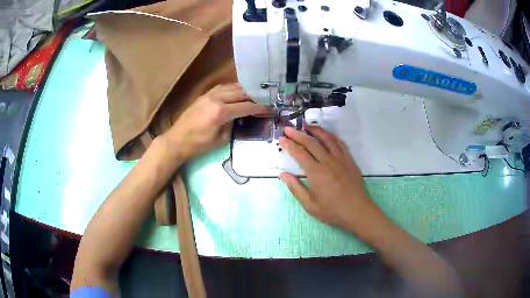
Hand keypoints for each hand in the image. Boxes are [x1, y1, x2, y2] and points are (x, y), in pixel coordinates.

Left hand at [163, 83, 265, 161]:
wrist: (177, 140)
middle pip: (240, 93)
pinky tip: (236, 91)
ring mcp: (208, 95)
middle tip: (264, 98)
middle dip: (254, 96)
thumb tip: (242, 117)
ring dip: (243, 90)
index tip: (269, 107)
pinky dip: (232, 88)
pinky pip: (221, 87)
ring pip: (231, 87)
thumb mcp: (221, 140)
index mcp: (221, 112)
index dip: (259, 107)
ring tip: (253, 93)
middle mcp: (216, 99)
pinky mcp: (203, 95)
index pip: (245, 107)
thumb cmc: (199, 145)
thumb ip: (233, 125)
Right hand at [279, 126, 384, 238]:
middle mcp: (328, 161)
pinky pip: (340, 143)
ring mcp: (340, 159)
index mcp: (316, 173)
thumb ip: (295, 188)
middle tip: (288, 128)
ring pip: (326, 139)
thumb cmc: (333, 211)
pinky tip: (327, 134)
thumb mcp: (310, 205)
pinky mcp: (350, 160)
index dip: (289, 144)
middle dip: (298, 134)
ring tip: (306, 125)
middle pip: (311, 142)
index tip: (281, 138)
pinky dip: (331, 136)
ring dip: (315, 130)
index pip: (299, 153)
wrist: (358, 212)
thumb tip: (283, 174)